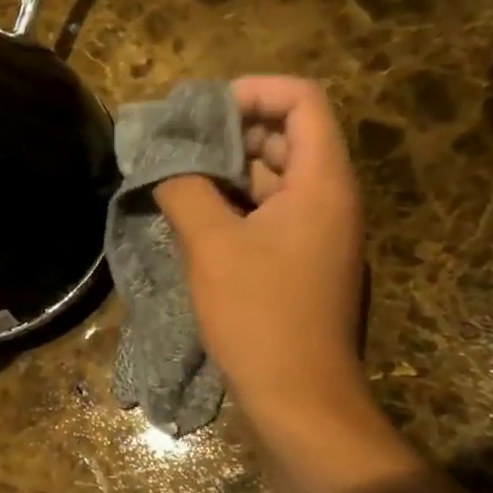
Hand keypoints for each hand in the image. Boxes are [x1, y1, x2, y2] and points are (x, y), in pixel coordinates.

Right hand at [154, 77, 367, 434]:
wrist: (301, 401)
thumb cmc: (260, 316)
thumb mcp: (211, 245)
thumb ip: (185, 188)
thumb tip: (163, 161)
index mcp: (322, 182)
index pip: (302, 100)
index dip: (253, 91)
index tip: (201, 112)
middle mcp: (330, 197)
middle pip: (286, 135)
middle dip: (229, 132)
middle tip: (176, 145)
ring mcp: (318, 231)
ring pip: (273, 177)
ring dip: (226, 171)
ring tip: (174, 178)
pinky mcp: (302, 260)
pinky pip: (269, 212)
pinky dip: (233, 204)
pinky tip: (192, 217)